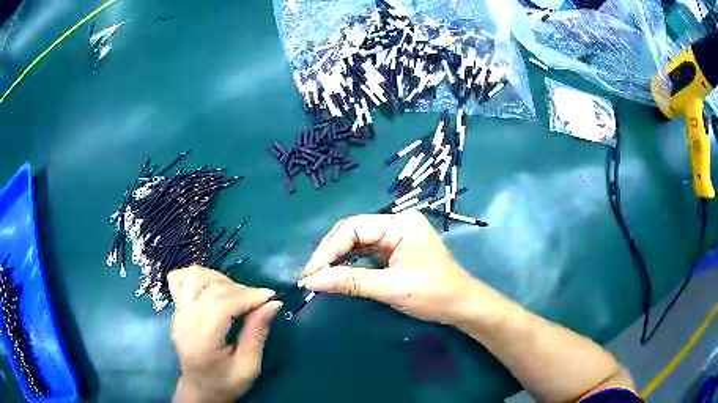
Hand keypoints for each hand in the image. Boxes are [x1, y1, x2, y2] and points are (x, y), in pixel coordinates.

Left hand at [168, 265, 281, 402]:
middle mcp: (184, 321)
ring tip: (235, 294)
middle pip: (210, 288)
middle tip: (258, 301)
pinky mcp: (176, 310)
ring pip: (194, 276)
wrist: (199, 389)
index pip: (221, 304)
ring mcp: (177, 313)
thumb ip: (257, 334)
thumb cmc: (225, 383)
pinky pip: (179, 279)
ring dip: (219, 279)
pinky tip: (211, 288)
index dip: (248, 295)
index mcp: (202, 340)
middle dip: (240, 289)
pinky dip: (197, 277)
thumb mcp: (248, 367)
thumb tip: (273, 304)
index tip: (270, 296)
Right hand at [301, 211, 492, 324]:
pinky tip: (339, 273)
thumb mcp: (391, 288)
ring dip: (338, 258)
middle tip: (312, 274)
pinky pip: (366, 251)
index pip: (354, 227)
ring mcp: (397, 235)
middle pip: (354, 231)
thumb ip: (350, 282)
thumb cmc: (434, 294)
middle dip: (331, 252)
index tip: (310, 271)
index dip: (328, 249)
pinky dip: (351, 263)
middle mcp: (398, 223)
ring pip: (358, 241)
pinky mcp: (396, 249)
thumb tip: (311, 280)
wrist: (462, 306)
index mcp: (401, 223)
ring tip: (320, 275)